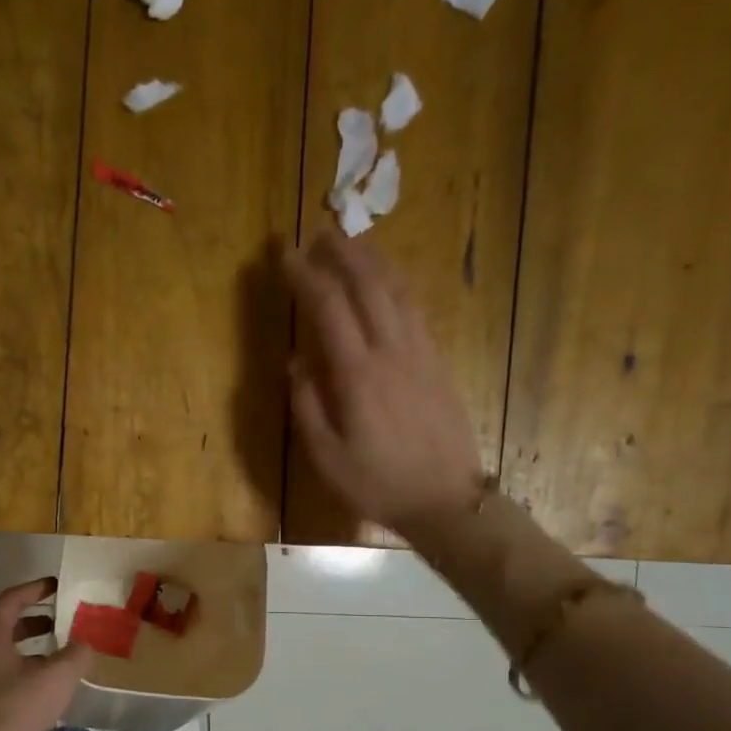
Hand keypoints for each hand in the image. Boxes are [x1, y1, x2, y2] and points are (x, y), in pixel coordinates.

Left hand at [0, 578, 93, 730]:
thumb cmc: (15, 707)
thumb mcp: (57, 677)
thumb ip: (76, 655)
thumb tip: (84, 646)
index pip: (10, 600)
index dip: (34, 589)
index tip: (56, 585)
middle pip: (3, 627)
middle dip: (33, 622)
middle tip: (60, 623)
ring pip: (1, 655)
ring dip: (28, 651)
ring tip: (57, 658)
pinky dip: (20, 673)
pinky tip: (43, 690)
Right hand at [282, 233, 485, 534]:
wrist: (445, 500)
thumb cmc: (377, 484)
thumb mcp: (326, 457)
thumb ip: (307, 405)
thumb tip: (296, 361)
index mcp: (358, 374)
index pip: (328, 308)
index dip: (305, 275)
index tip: (285, 253)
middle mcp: (392, 352)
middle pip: (368, 286)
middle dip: (342, 253)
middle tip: (320, 230)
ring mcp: (421, 354)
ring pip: (398, 291)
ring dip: (374, 261)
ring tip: (354, 242)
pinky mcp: (438, 363)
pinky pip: (416, 310)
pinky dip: (398, 286)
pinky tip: (389, 282)